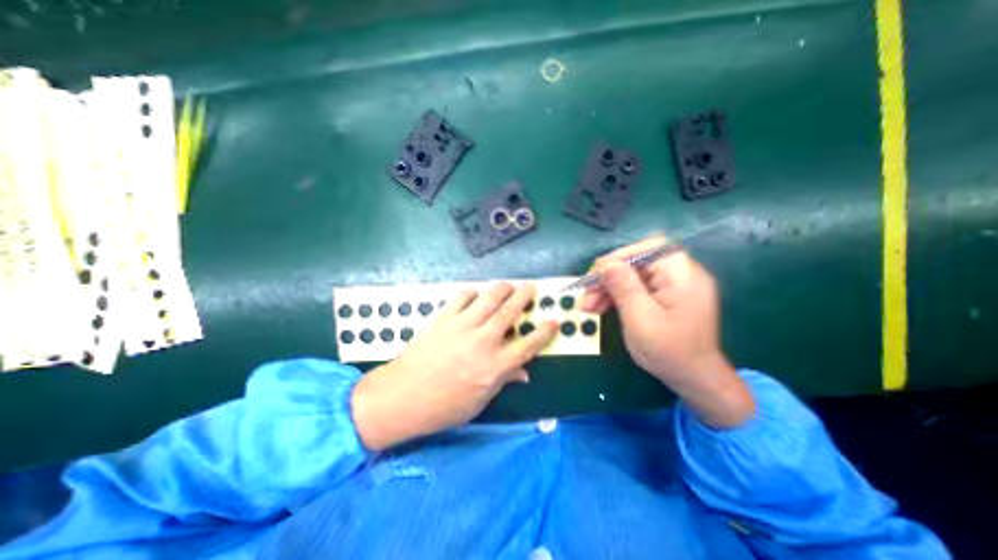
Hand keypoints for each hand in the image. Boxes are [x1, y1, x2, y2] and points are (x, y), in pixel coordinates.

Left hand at [350, 284, 557, 450]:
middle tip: (531, 287)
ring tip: (508, 285)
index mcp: (495, 366)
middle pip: (510, 312)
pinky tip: (475, 294)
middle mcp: (483, 341)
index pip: (529, 345)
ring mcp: (462, 326)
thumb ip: (503, 381)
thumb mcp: (479, 402)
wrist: (402, 397)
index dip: (544, 332)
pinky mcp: (444, 319)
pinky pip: (461, 298)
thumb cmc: (443, 407)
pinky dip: (472, 292)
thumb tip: (524, 373)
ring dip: (502, 289)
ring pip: (489, 298)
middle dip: (524, 296)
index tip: (553, 321)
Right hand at [577, 237, 756, 427]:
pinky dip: (616, 295)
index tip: (595, 275)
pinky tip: (598, 307)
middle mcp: (680, 274)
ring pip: (631, 275)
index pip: (647, 249)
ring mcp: (672, 285)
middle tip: (585, 294)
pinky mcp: (664, 295)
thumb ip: (624, 288)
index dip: (618, 257)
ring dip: (607, 288)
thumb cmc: (669, 352)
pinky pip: (635, 287)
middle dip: (608, 277)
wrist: (693, 379)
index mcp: (682, 275)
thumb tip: (605, 263)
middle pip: (636, 262)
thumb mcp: (640, 319)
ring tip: (586, 306)